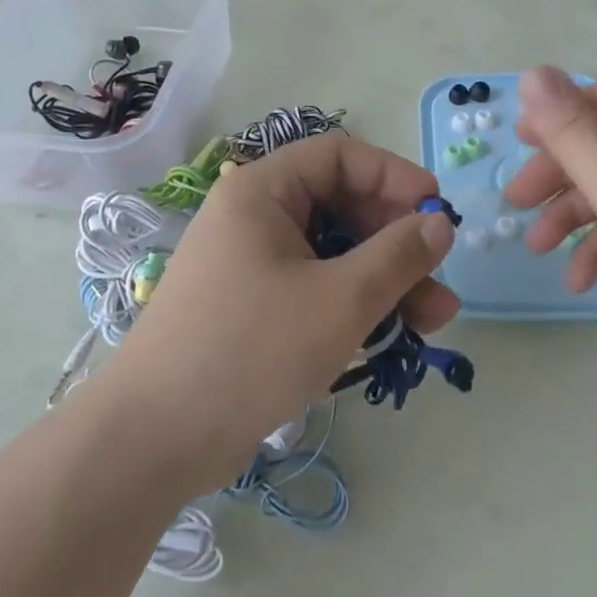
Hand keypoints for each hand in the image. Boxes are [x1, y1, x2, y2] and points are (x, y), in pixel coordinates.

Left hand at [96, 134, 459, 487]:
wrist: (155, 439)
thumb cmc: (251, 351)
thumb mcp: (340, 300)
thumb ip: (398, 255)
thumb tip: (441, 224)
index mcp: (263, 192)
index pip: (341, 157)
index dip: (395, 177)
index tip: (438, 213)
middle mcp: (254, 218)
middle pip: (341, 206)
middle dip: (397, 241)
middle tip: (441, 279)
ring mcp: (251, 265)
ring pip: (334, 254)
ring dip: (385, 281)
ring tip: (435, 320)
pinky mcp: (253, 308)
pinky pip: (315, 288)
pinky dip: (354, 305)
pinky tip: (392, 336)